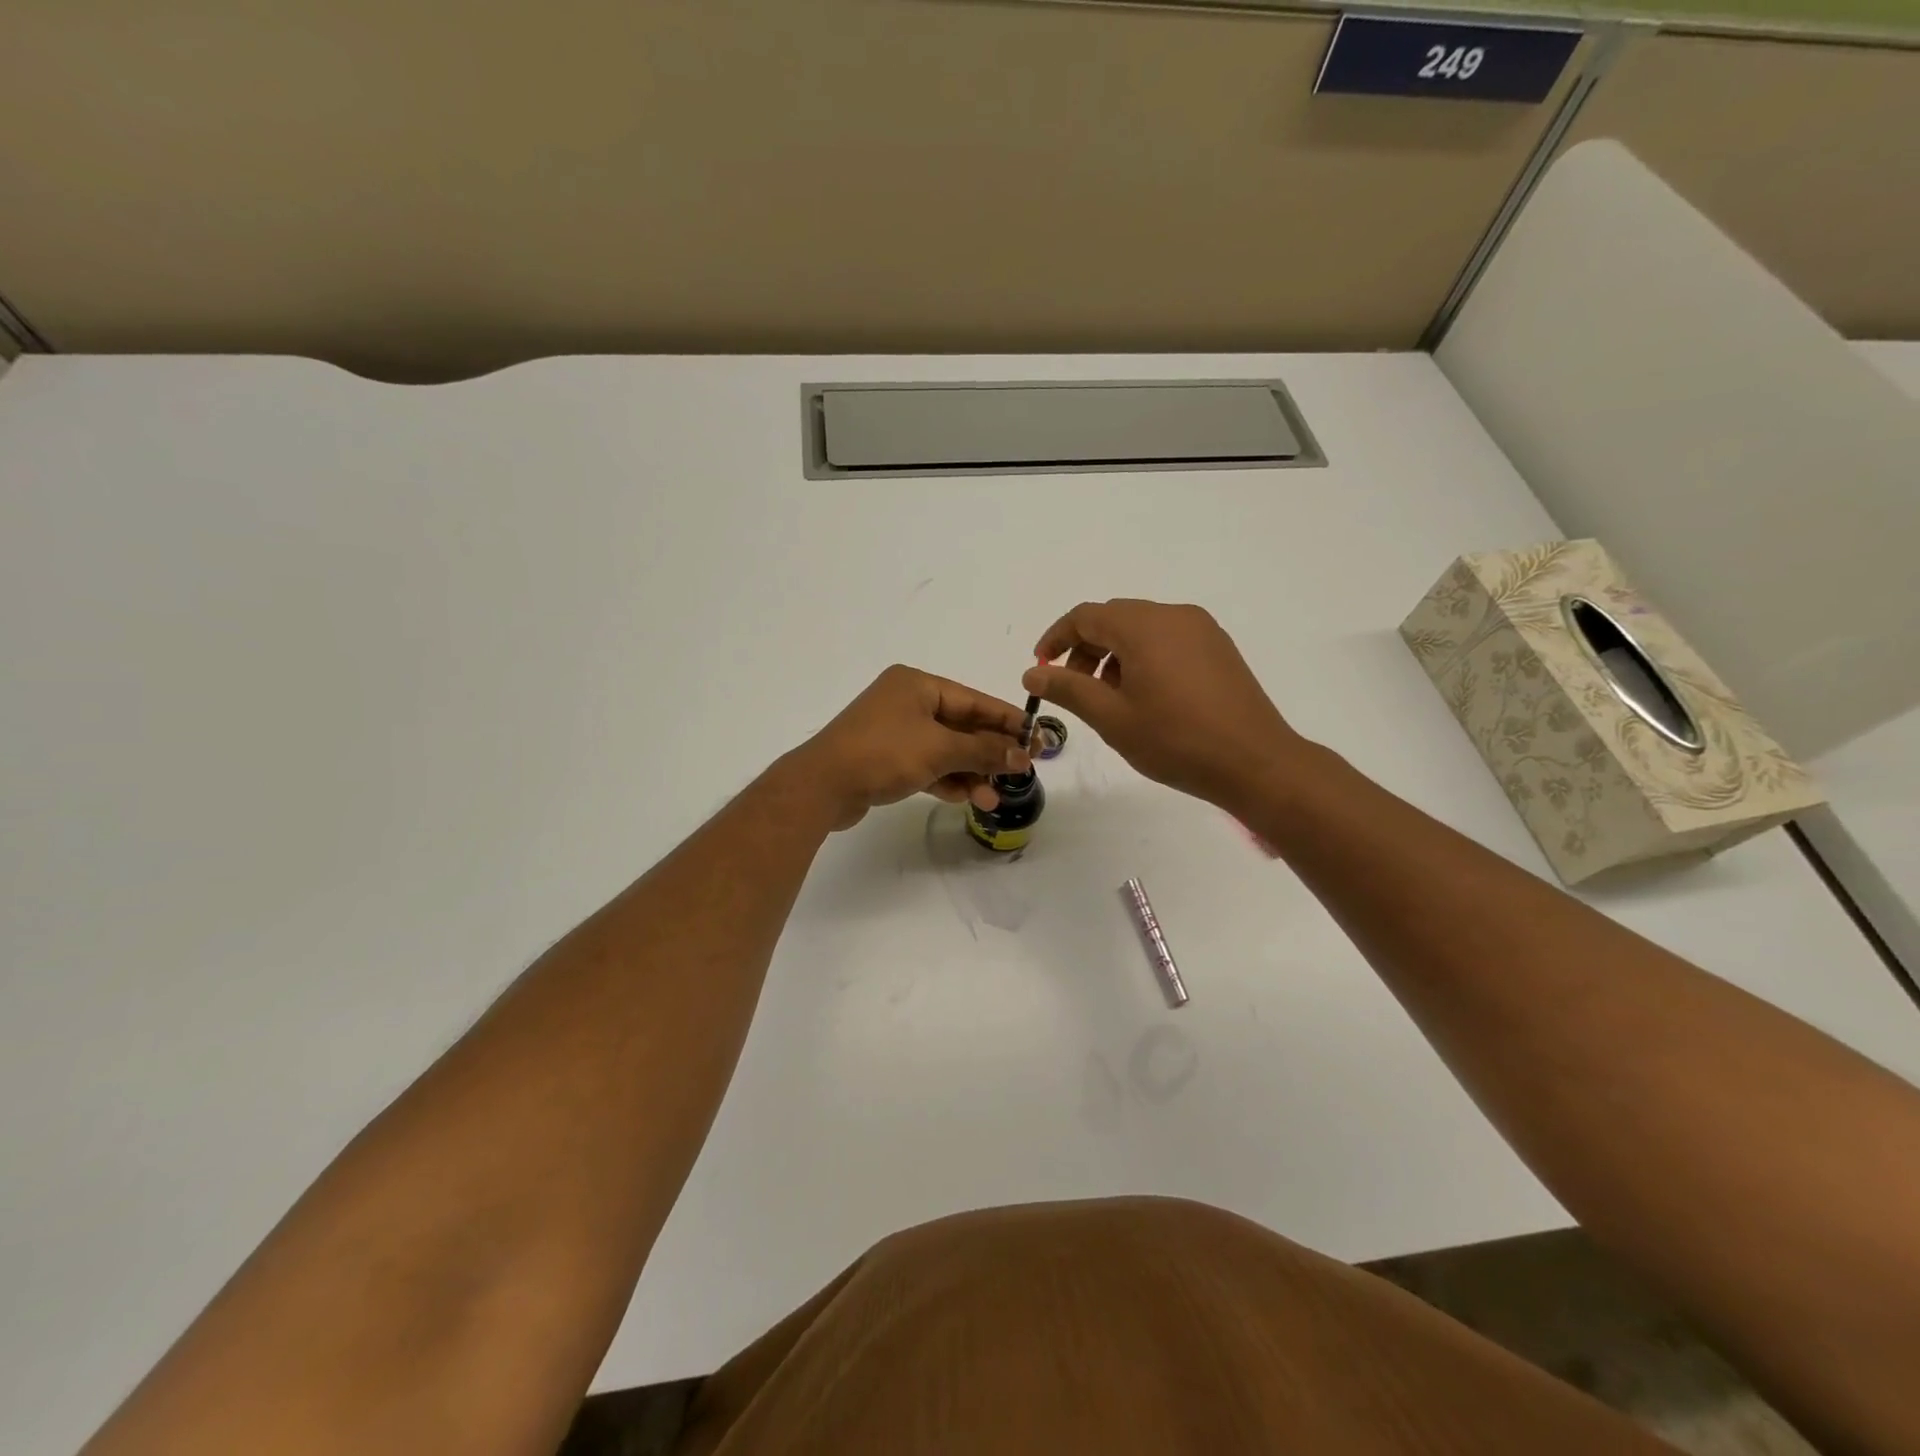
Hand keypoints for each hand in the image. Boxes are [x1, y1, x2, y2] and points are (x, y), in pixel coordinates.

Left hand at [792, 665, 1030, 829]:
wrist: (822, 786)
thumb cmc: (883, 753)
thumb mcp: (939, 750)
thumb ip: (983, 751)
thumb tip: (1023, 756)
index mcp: (917, 684)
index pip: (974, 700)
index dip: (1007, 720)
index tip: (1036, 738)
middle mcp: (906, 702)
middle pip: (962, 725)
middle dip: (990, 752)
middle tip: (1022, 771)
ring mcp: (895, 731)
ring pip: (945, 749)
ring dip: (970, 772)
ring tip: (993, 798)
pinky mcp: (886, 758)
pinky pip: (927, 765)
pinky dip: (947, 779)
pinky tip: (967, 798)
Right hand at [1023, 599, 1304, 807]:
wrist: (1255, 762)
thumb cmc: (1175, 740)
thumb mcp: (1111, 718)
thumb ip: (1067, 689)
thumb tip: (1032, 673)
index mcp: (1143, 626)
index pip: (1085, 616)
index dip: (1056, 639)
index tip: (1041, 668)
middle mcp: (1173, 616)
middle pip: (1114, 619)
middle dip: (1085, 649)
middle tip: (1074, 689)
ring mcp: (1201, 630)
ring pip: (1142, 629)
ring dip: (1114, 655)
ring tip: (1110, 699)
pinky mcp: (1219, 648)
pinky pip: (1168, 640)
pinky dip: (1144, 658)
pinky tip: (1146, 697)